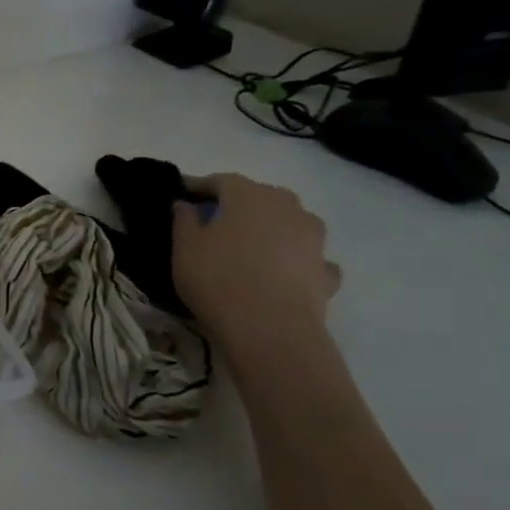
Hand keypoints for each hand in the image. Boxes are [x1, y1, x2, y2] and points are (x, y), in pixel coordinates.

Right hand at [171, 173, 340, 351]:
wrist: (270, 329)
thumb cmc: (217, 279)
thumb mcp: (184, 248)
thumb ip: (184, 220)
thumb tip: (186, 204)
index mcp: (248, 196)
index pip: (221, 180)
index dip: (200, 187)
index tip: (183, 196)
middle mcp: (287, 207)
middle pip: (260, 197)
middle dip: (238, 205)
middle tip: (216, 222)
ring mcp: (314, 238)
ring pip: (289, 223)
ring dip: (271, 229)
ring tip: (251, 248)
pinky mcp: (326, 270)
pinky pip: (308, 257)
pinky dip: (295, 260)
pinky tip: (282, 274)